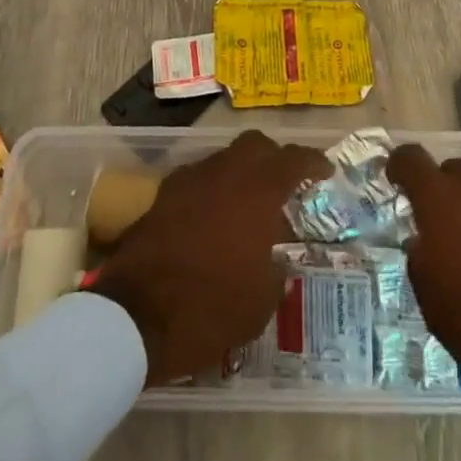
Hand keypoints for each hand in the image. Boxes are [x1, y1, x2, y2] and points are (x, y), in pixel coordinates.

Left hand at [89, 130, 328, 385]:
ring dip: (240, 174)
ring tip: (247, 208)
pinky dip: (212, 189)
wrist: (136, 314)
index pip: (292, 160)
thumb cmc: (209, 309)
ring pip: (224, 159)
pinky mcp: (164, 194)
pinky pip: (198, 179)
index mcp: (257, 193)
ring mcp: (191, 179)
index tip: (324, 170)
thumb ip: (275, 273)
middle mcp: (225, 174)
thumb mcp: (259, 304)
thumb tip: (275, 262)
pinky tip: (213, 219)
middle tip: (284, 185)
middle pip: (255, 145)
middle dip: (273, 158)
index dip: (312, 162)